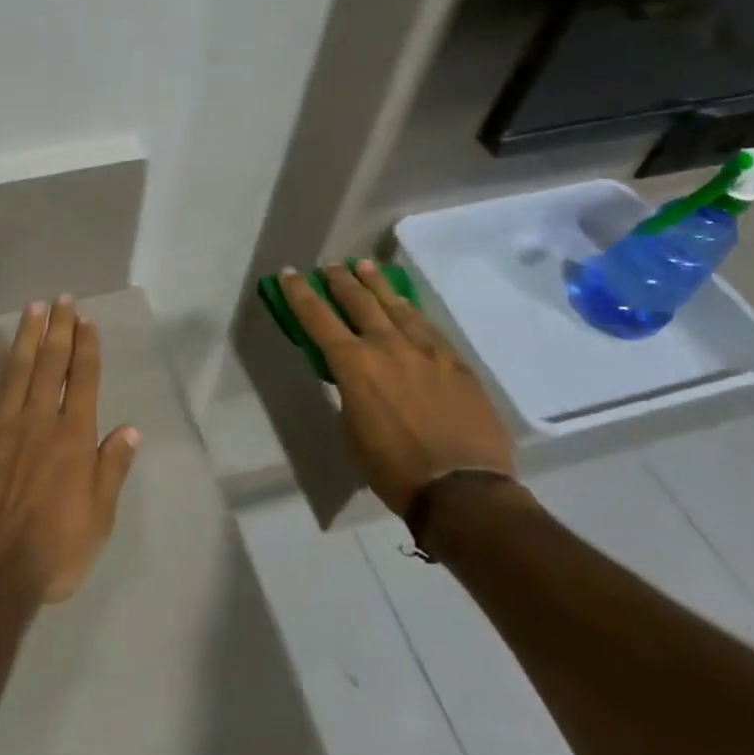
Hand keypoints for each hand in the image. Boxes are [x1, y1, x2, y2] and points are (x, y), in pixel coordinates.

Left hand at [0, 298, 140, 605]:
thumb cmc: (51, 552)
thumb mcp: (99, 520)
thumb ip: (112, 470)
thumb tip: (131, 429)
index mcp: (73, 438)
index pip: (83, 379)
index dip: (87, 346)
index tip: (87, 319)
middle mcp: (39, 420)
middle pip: (51, 364)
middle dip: (59, 328)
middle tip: (62, 299)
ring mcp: (0, 424)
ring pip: (16, 369)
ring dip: (26, 335)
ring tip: (33, 307)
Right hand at [279, 261, 513, 515]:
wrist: (463, 489)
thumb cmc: (394, 468)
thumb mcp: (352, 429)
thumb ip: (350, 391)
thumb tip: (355, 377)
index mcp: (354, 364)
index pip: (318, 317)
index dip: (300, 293)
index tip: (289, 273)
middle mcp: (388, 346)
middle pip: (359, 300)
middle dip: (340, 279)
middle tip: (330, 265)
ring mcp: (426, 349)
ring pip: (396, 305)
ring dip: (376, 283)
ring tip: (365, 266)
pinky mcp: (455, 361)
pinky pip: (427, 325)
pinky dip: (409, 310)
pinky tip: (406, 305)